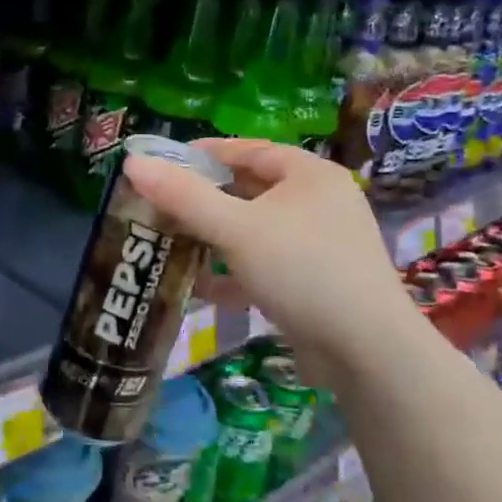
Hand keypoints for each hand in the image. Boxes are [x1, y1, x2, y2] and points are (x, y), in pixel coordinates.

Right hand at [124, 140, 417, 380]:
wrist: (369, 352)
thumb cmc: (302, 270)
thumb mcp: (236, 229)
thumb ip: (183, 197)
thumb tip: (132, 163)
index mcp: (308, 174)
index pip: (248, 149)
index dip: (204, 153)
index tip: (164, 164)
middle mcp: (319, 202)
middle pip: (251, 189)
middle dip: (205, 200)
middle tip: (161, 206)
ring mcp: (321, 244)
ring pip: (256, 230)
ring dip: (216, 238)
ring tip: (173, 243)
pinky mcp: (317, 282)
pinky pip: (267, 264)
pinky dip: (235, 272)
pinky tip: (202, 288)